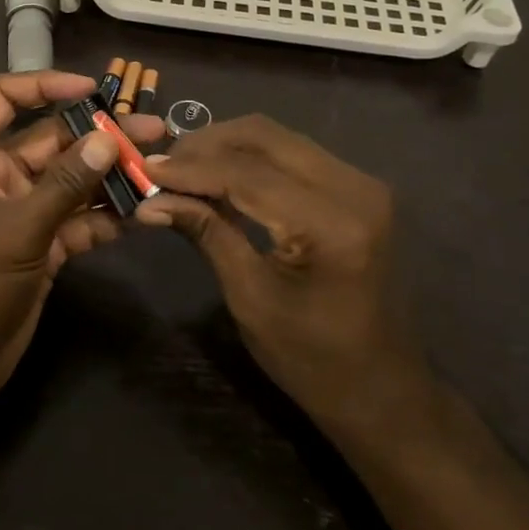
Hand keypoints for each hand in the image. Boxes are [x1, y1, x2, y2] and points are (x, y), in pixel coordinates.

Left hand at [0, 72, 166, 402]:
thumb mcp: (19, 227)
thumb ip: (65, 183)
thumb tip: (107, 139)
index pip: (1, 98)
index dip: (43, 84)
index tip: (90, 89)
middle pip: (48, 140)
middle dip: (96, 136)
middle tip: (152, 131)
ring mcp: (17, 210)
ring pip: (67, 180)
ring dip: (108, 176)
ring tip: (158, 167)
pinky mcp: (37, 243)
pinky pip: (74, 218)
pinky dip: (104, 215)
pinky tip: (142, 213)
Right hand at [137, 115, 429, 427]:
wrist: (383, 392)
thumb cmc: (313, 360)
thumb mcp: (250, 297)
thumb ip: (206, 233)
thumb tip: (150, 200)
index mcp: (333, 224)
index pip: (247, 174)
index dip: (191, 168)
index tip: (145, 168)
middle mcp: (355, 189)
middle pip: (265, 137)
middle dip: (207, 144)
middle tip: (162, 164)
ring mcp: (362, 184)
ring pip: (278, 138)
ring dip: (227, 146)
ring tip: (183, 167)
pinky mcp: (358, 188)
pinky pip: (294, 154)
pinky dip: (252, 158)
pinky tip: (220, 174)